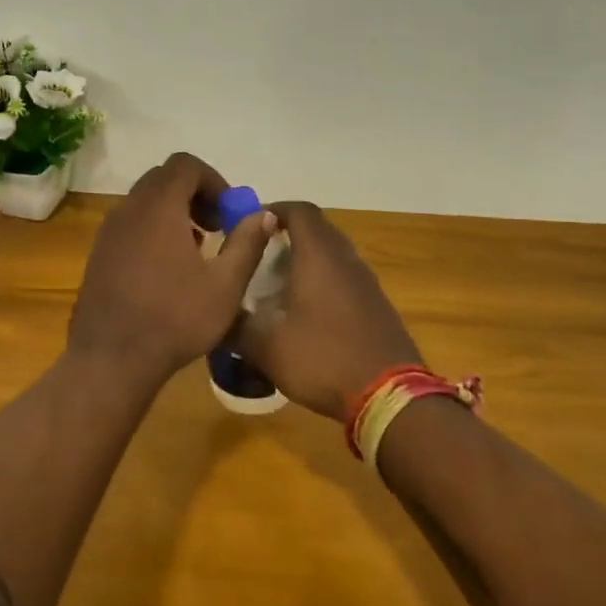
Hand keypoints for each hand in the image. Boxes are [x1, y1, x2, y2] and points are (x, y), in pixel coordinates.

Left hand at [68, 152, 276, 388]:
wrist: (111, 358)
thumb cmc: (175, 319)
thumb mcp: (225, 285)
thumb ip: (247, 243)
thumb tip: (264, 214)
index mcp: (158, 207)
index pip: (185, 165)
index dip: (213, 180)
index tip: (229, 213)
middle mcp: (129, 209)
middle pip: (164, 179)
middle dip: (195, 194)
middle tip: (216, 227)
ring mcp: (108, 231)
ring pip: (145, 202)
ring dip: (174, 212)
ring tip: (196, 250)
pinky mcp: (99, 253)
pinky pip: (130, 224)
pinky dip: (153, 230)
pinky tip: (168, 270)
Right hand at [236, 201, 422, 420]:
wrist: (389, 395)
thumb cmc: (323, 358)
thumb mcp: (266, 347)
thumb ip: (236, 326)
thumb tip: (216, 317)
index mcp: (319, 256)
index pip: (299, 211)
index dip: (273, 210)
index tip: (249, 225)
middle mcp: (346, 260)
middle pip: (317, 230)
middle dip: (286, 236)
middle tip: (258, 256)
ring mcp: (366, 283)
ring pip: (332, 256)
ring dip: (306, 262)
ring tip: (277, 286)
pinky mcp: (377, 307)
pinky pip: (344, 280)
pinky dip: (323, 284)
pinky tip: (305, 314)